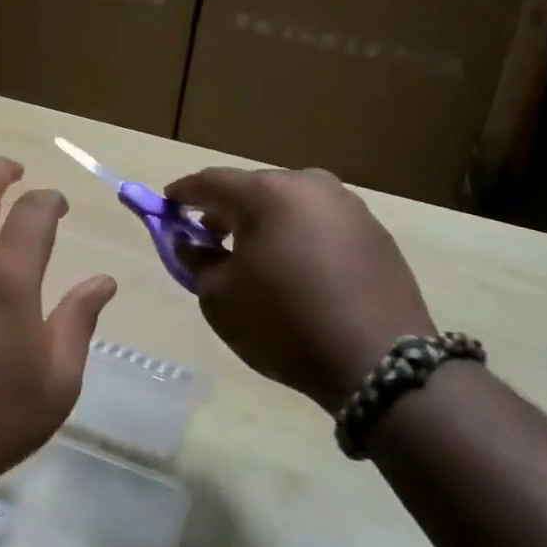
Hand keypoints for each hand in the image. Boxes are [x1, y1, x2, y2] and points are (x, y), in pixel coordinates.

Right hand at [166, 167, 435, 411]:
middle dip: (226, 208)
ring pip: (291, 203)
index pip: (211, 182)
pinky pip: (322, 223)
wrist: (380, 364)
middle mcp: (310, 185)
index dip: (183, 193)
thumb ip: (197, 260)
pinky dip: (300, 235)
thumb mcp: (220, 298)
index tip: (166, 204)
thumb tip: (192, 242)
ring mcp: (349, 206)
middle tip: (209, 234)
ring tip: (255, 254)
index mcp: (267, 193)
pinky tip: (297, 267)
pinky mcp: (375, 231)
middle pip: (254, 188)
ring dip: (266, 221)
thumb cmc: (284, 324)